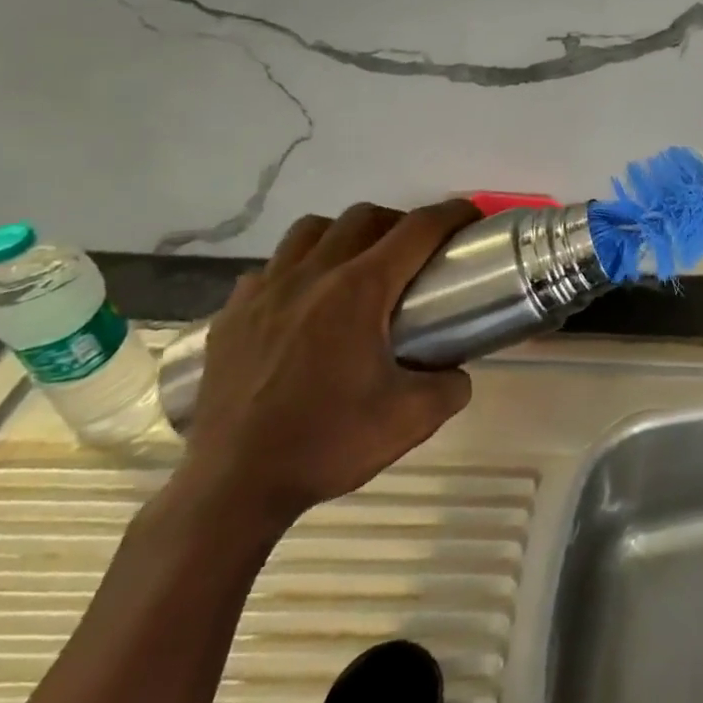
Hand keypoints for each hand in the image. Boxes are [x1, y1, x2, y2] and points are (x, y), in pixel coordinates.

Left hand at [179, 200, 478, 532]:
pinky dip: (295, 269)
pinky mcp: (231, 314)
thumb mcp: (413, 419)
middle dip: (399, 222)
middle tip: (414, 254)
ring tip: (355, 266)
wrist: (232, 488)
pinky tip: (302, 302)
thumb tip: (456, 371)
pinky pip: (270, 267)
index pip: (418, 229)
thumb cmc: (327, 445)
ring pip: (311, 230)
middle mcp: (313, 274)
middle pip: (365, 216)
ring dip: (343, 235)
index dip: (452, 214)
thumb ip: (451, 385)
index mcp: (360, 290)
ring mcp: (265, 290)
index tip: (471, 216)